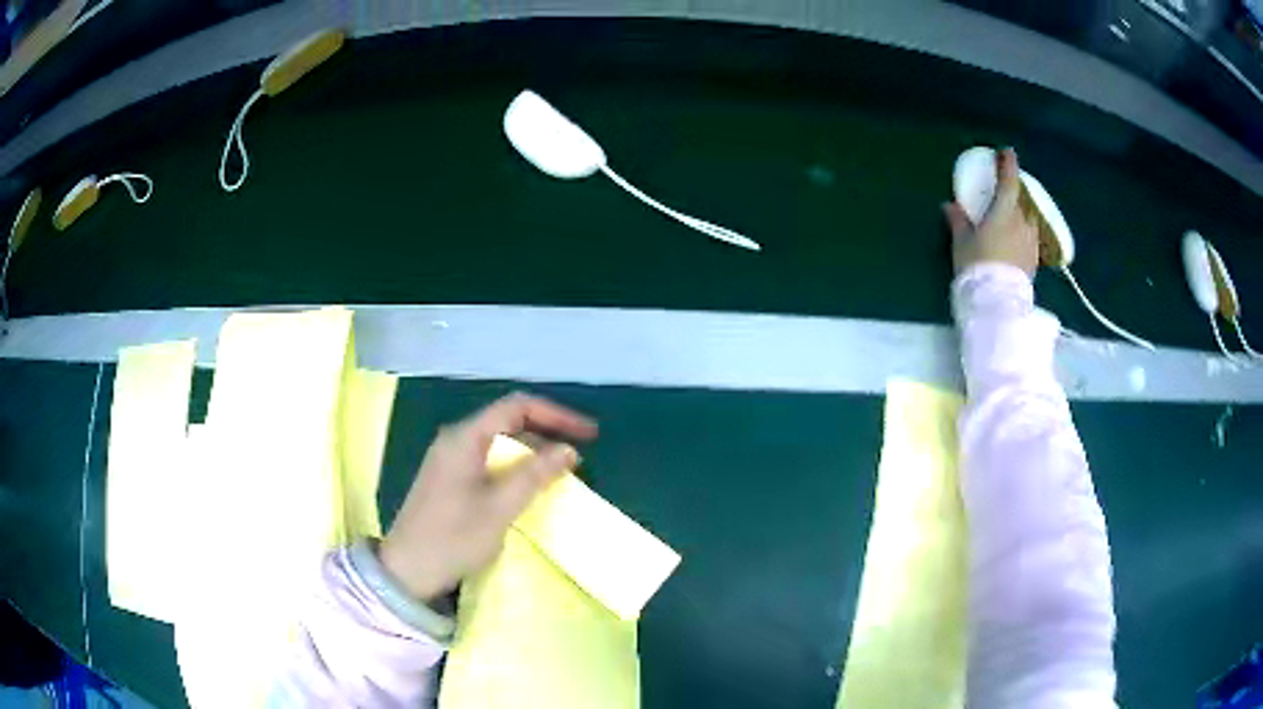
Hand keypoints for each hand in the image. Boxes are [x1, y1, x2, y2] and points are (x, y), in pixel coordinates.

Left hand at [378, 393, 597, 601]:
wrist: (406, 571)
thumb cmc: (453, 538)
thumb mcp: (499, 508)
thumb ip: (535, 475)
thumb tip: (569, 450)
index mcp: (465, 438)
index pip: (517, 407)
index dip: (556, 415)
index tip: (588, 434)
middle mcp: (456, 440)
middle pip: (508, 422)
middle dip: (546, 435)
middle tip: (576, 460)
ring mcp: (449, 460)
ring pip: (499, 444)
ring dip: (531, 455)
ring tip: (558, 476)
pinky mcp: (448, 480)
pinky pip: (488, 462)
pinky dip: (514, 470)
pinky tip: (528, 489)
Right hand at [943, 148, 1038, 277]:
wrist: (996, 303)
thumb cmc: (977, 266)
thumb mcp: (962, 242)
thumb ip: (958, 221)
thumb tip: (950, 205)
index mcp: (1004, 211)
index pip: (1009, 181)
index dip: (1008, 164)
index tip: (1006, 152)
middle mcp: (1023, 222)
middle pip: (1023, 199)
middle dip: (1015, 192)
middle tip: (1006, 190)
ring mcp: (1031, 241)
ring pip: (1029, 219)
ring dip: (1022, 213)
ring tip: (1013, 217)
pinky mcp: (1034, 260)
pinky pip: (1031, 237)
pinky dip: (1024, 232)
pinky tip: (1017, 240)